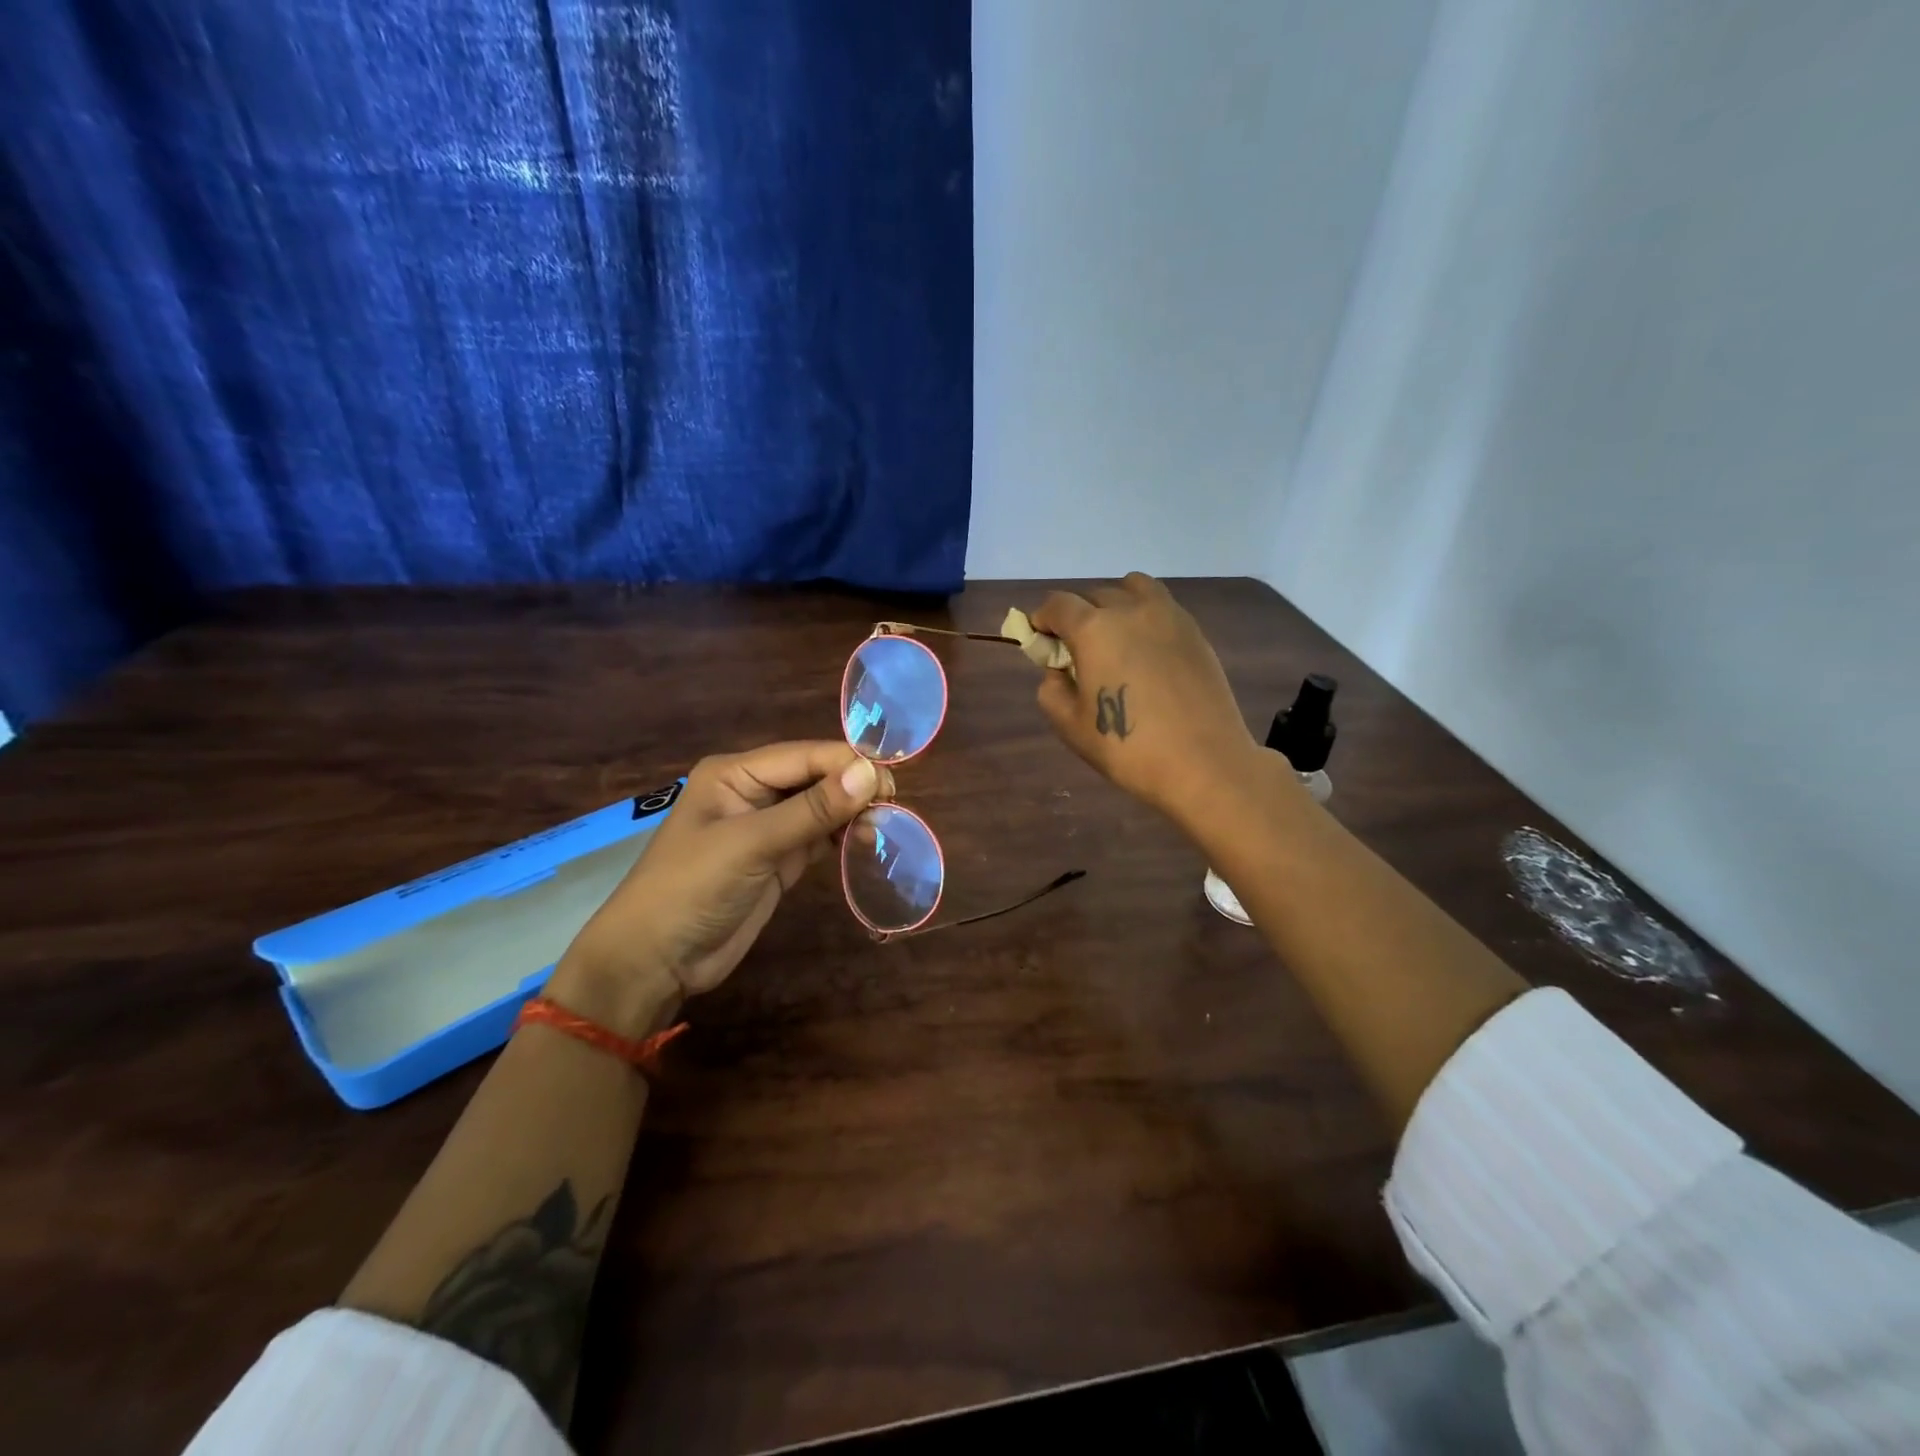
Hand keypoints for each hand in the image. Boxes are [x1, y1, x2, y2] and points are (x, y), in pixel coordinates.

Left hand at [547, 742, 892, 1035]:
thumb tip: (871, 774)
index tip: (890, 781)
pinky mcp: (778, 860)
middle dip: (853, 787)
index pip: (803, 756)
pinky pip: (818, 837)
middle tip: (893, 805)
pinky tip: (867, 839)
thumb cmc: (691, 889)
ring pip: (821, 807)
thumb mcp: (751, 845)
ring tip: (887, 823)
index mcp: (736, 773)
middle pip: (815, 777)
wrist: (655, 961)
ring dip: (852, 812)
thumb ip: (811, 810)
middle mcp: (753, 791)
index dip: (847, 764)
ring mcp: (767, 827)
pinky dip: (843, 836)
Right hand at [1033, 574, 1260, 819]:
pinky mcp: (1194, 631)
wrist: (1203, 763)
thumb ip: (1051, 689)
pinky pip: (1160, 606)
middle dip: (1077, 615)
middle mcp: (1130, 609)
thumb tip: (1059, 670)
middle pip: (1093, 594)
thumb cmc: (1128, 748)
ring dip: (1114, 604)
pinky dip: (1144, 616)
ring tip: (1115, 638)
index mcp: (1093, 629)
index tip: (1041, 640)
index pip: (1057, 604)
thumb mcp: (1070, 726)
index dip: (1042, 619)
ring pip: (1132, 588)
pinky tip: (1146, 652)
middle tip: (1076, 651)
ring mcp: (1168, 616)